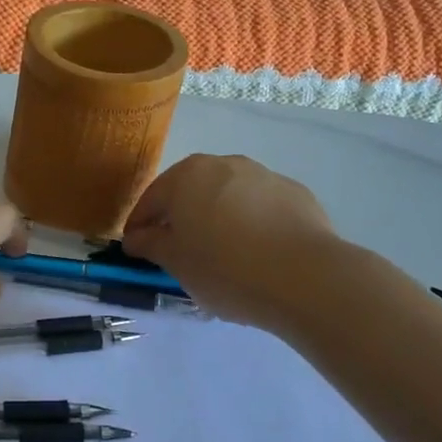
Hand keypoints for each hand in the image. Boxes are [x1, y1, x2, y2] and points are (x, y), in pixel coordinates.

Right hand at [122, 154, 353, 328]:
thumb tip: (137, 237)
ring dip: (218, 218)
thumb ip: (151, 244)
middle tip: (178, 252)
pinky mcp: (296, 194)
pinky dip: (252, 224)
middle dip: (181, 218)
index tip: (136, 251)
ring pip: (228, 197)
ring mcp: (263, 175)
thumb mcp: (177, 263)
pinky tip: (258, 253)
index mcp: (186, 176)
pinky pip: (261, 208)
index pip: (151, 200)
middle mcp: (224, 164)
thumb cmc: (225, 268)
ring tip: (222, 255)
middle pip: (190, 191)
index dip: (140, 226)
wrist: (305, 277)